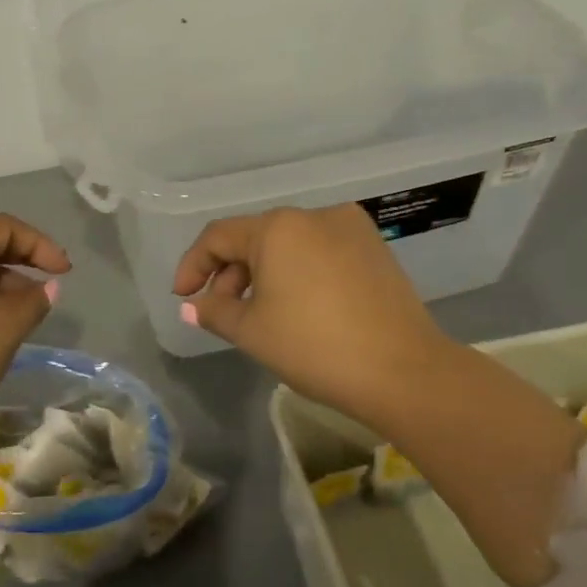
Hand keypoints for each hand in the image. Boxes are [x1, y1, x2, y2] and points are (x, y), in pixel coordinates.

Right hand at [172, 204, 445, 430]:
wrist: (403, 371)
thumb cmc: (314, 346)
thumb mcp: (252, 331)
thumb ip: (214, 311)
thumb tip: (193, 306)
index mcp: (277, 227)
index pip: (219, 236)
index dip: (193, 265)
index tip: (182, 297)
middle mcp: (313, 214)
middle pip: (256, 237)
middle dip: (231, 272)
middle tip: (221, 310)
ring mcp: (350, 228)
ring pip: (290, 244)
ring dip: (265, 273)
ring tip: (259, 312)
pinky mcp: (374, 248)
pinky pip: (320, 251)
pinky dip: (298, 272)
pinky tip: (298, 305)